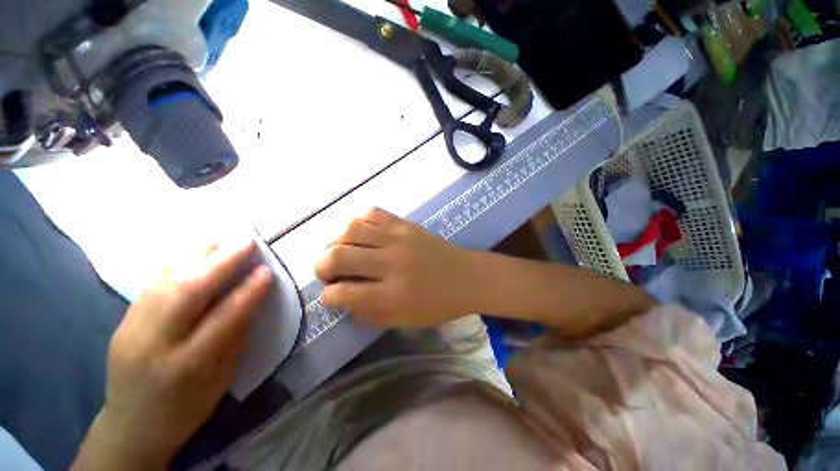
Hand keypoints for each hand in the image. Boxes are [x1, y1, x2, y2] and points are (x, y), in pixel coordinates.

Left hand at [72, 240, 272, 470]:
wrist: (129, 425)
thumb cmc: (185, 409)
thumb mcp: (220, 380)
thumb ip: (234, 337)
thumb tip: (250, 299)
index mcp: (186, 366)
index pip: (222, 319)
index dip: (247, 292)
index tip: (268, 270)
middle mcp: (154, 343)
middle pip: (187, 292)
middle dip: (221, 262)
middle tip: (248, 241)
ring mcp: (132, 327)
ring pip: (166, 280)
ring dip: (199, 254)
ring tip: (225, 238)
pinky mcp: (124, 318)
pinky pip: (154, 282)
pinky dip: (180, 261)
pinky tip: (197, 251)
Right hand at [315, 208, 476, 327]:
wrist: (467, 277)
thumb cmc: (438, 304)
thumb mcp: (404, 321)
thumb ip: (369, 313)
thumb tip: (342, 299)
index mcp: (392, 295)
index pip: (344, 293)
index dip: (328, 296)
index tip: (329, 295)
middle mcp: (392, 263)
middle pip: (339, 256)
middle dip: (321, 265)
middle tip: (325, 271)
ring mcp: (399, 239)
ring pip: (351, 229)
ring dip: (334, 240)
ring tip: (336, 249)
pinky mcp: (406, 225)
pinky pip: (373, 213)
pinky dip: (357, 220)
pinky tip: (356, 231)